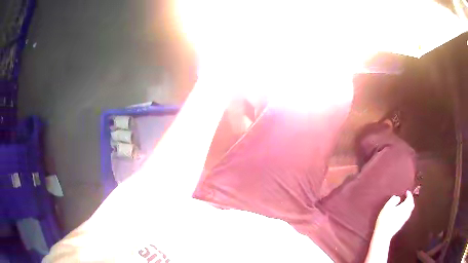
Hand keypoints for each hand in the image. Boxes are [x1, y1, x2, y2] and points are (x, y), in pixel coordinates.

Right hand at [374, 191, 414, 238]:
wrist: (383, 234)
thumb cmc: (385, 219)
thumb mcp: (387, 207)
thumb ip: (393, 200)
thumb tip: (398, 198)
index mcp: (404, 207)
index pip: (409, 199)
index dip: (409, 194)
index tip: (407, 192)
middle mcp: (406, 212)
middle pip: (411, 205)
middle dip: (410, 200)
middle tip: (407, 197)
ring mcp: (404, 219)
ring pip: (410, 211)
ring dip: (409, 206)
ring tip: (405, 204)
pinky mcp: (401, 224)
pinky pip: (407, 215)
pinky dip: (406, 211)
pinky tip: (402, 212)